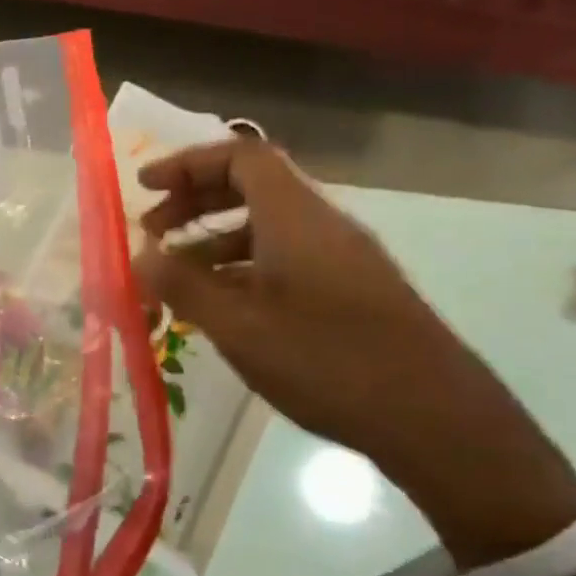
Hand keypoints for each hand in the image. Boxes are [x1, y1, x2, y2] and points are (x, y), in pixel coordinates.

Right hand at [135, 139, 575, 568]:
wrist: (435, 419)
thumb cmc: (326, 361)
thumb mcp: (238, 326)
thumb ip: (182, 285)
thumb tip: (140, 256)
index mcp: (295, 217)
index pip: (239, 156)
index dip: (187, 163)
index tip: (145, 186)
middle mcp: (321, 224)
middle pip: (251, 185)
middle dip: (194, 200)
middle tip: (151, 232)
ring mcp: (340, 257)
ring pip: (266, 225)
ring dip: (213, 237)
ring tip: (175, 274)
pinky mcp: (350, 288)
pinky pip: (284, 255)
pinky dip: (241, 265)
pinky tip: (219, 304)